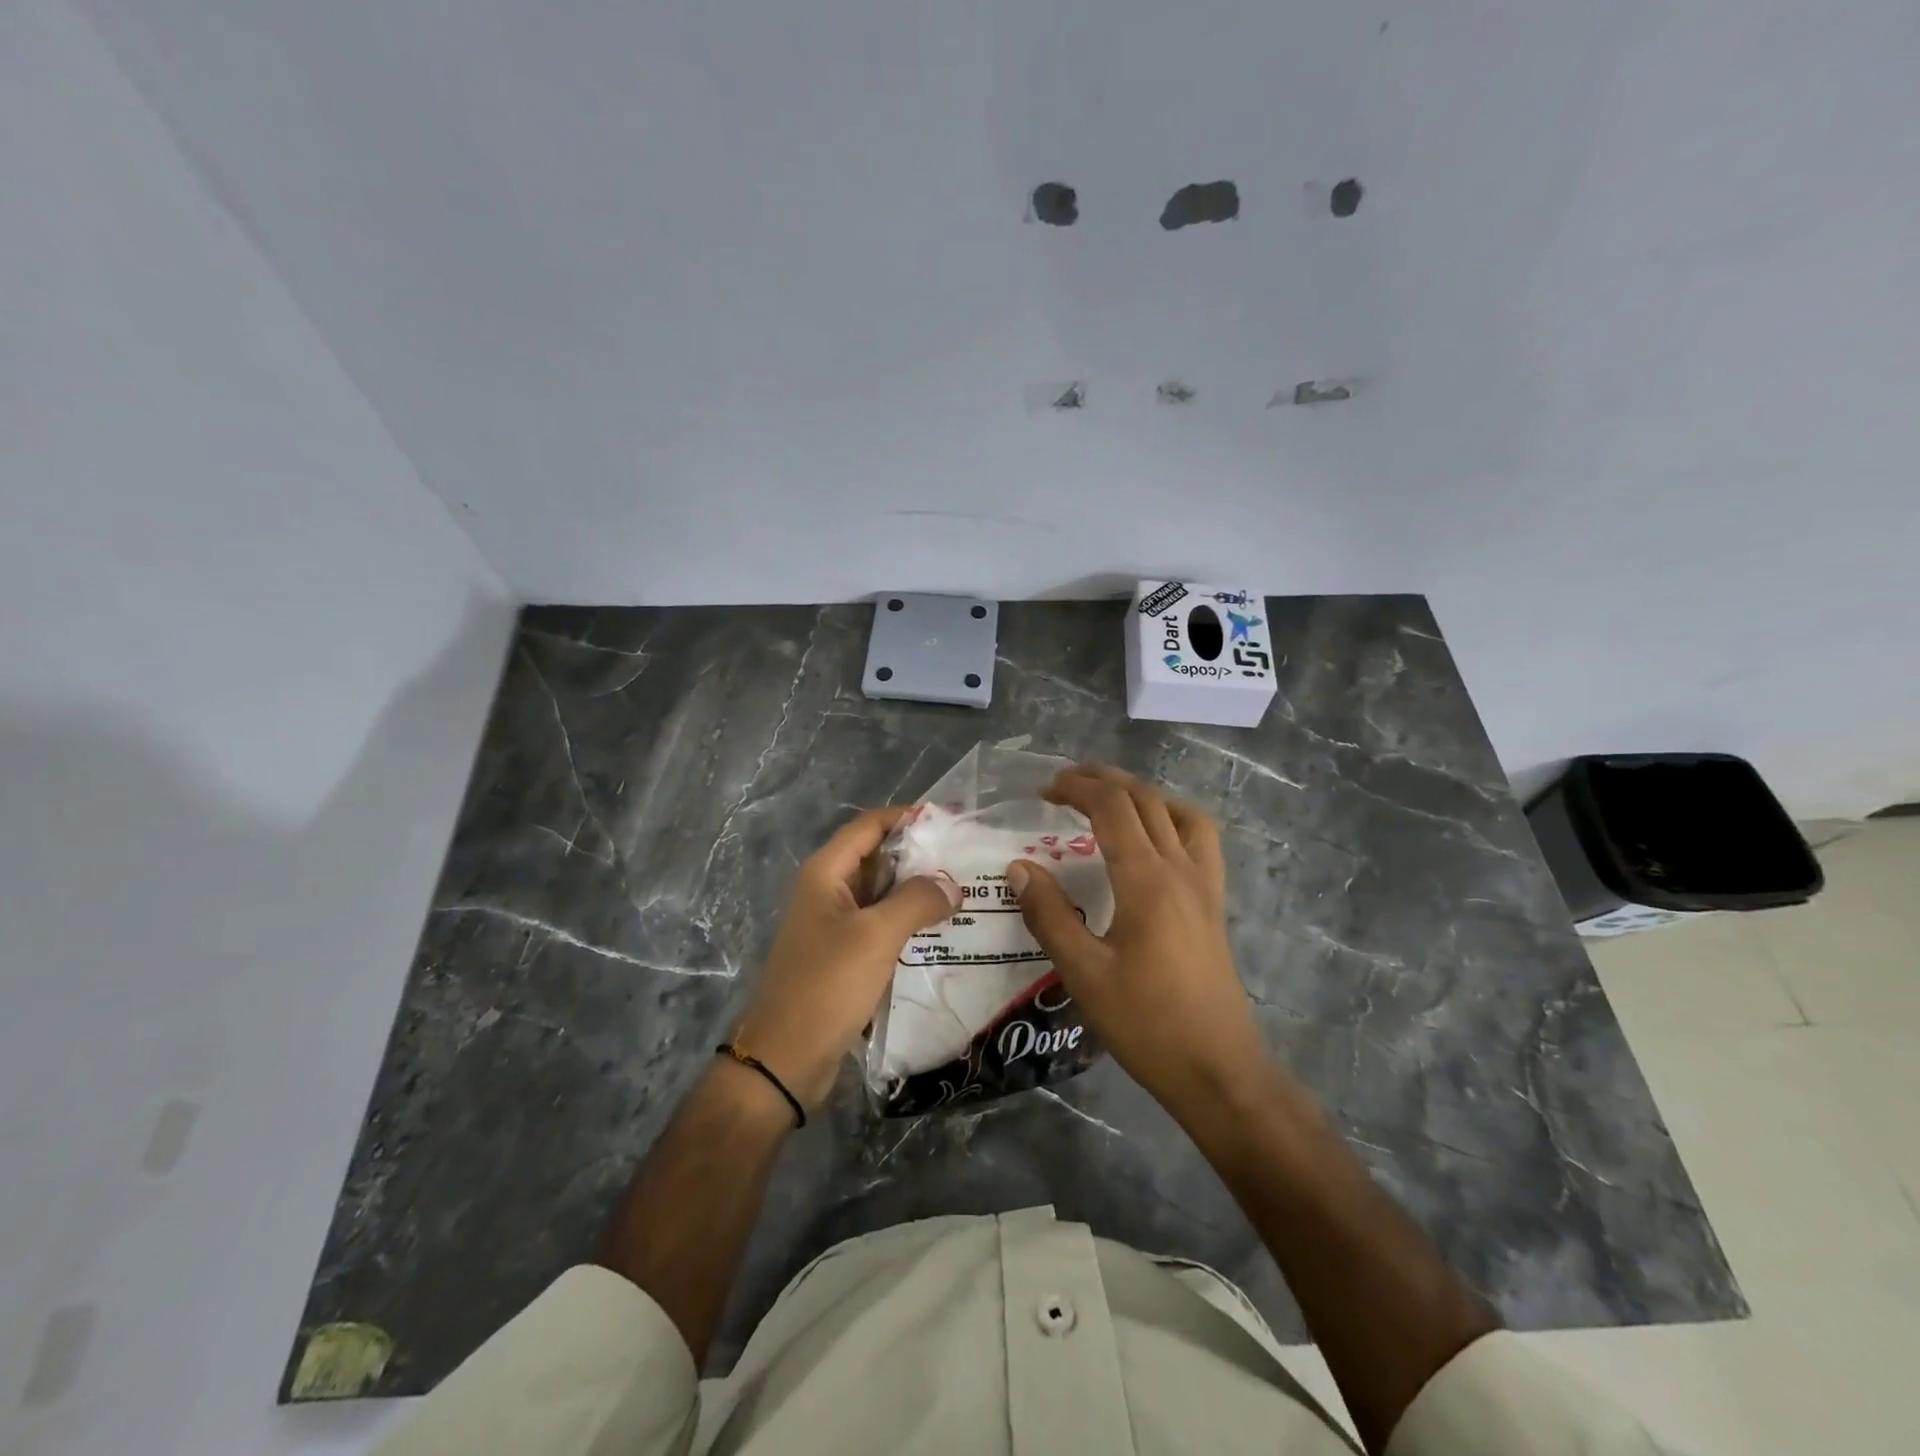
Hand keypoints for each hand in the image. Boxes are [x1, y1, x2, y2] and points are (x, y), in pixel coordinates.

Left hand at [733, 807, 961, 1109]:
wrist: (785, 1060)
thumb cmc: (826, 986)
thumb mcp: (875, 936)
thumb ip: (916, 901)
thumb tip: (952, 885)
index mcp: (826, 873)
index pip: (871, 825)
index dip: (910, 817)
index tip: (954, 821)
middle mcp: (829, 891)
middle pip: (880, 857)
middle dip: (922, 856)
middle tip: (970, 860)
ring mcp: (837, 925)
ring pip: (884, 895)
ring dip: (919, 892)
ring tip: (968, 893)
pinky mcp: (845, 956)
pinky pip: (883, 927)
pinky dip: (910, 924)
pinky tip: (946, 932)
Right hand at [1005, 764, 1267, 1121]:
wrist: (1219, 1069)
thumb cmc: (1146, 1024)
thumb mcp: (1084, 973)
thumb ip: (1049, 915)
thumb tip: (1019, 867)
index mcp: (1147, 880)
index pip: (1112, 807)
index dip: (1077, 788)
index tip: (1045, 790)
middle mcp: (1180, 869)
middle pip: (1144, 799)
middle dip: (1103, 781)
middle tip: (1065, 784)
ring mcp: (1204, 884)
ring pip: (1177, 812)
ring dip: (1140, 794)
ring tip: (1107, 801)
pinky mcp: (1214, 903)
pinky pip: (1199, 839)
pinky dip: (1172, 819)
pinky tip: (1153, 840)